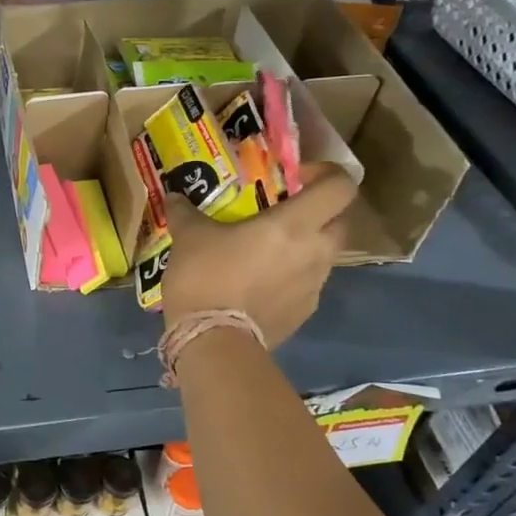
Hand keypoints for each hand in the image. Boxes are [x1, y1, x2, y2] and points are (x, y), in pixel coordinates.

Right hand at [160, 167, 356, 346]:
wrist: (214, 341)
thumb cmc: (207, 277)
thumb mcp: (189, 238)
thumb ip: (185, 212)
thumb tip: (174, 196)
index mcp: (295, 224)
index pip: (341, 187)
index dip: (326, 174)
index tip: (297, 177)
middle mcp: (316, 251)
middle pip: (342, 220)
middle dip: (321, 210)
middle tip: (286, 210)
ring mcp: (315, 285)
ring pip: (326, 253)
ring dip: (306, 245)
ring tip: (269, 249)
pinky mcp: (305, 312)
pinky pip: (308, 283)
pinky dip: (292, 276)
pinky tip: (261, 282)